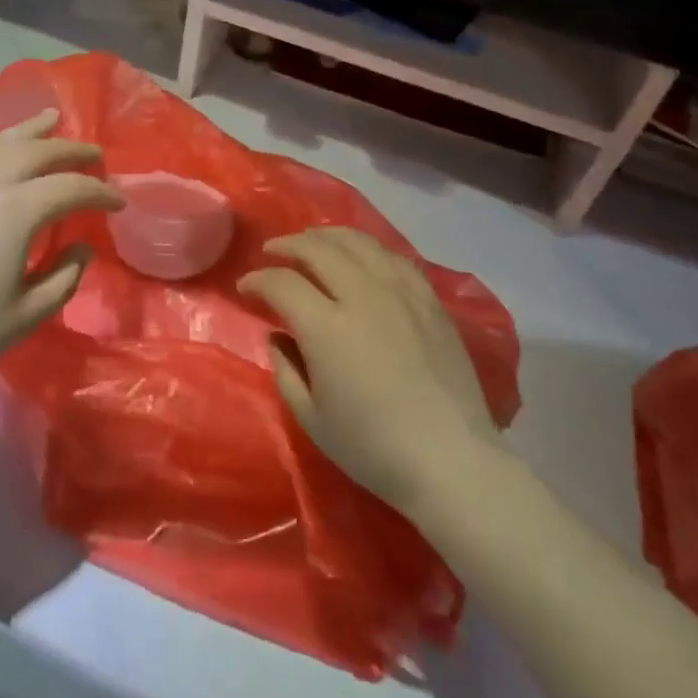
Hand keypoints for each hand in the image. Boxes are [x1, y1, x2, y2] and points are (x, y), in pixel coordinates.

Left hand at [0, 110, 123, 397]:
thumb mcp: (26, 314)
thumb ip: (64, 276)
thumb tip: (80, 246)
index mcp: (17, 211)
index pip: (72, 188)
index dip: (101, 192)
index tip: (119, 202)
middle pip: (39, 152)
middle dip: (72, 150)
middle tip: (95, 155)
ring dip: (30, 129)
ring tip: (52, 118)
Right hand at [240, 227, 501, 515]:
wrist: (452, 460)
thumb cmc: (373, 447)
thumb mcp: (312, 419)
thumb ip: (286, 370)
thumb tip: (278, 337)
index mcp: (327, 327)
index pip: (282, 283)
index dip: (257, 280)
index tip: (245, 287)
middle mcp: (363, 296)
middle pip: (318, 249)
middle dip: (287, 245)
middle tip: (272, 252)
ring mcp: (401, 293)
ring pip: (358, 242)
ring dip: (326, 237)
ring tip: (312, 242)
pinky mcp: (429, 300)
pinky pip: (393, 257)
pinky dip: (368, 249)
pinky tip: (361, 256)